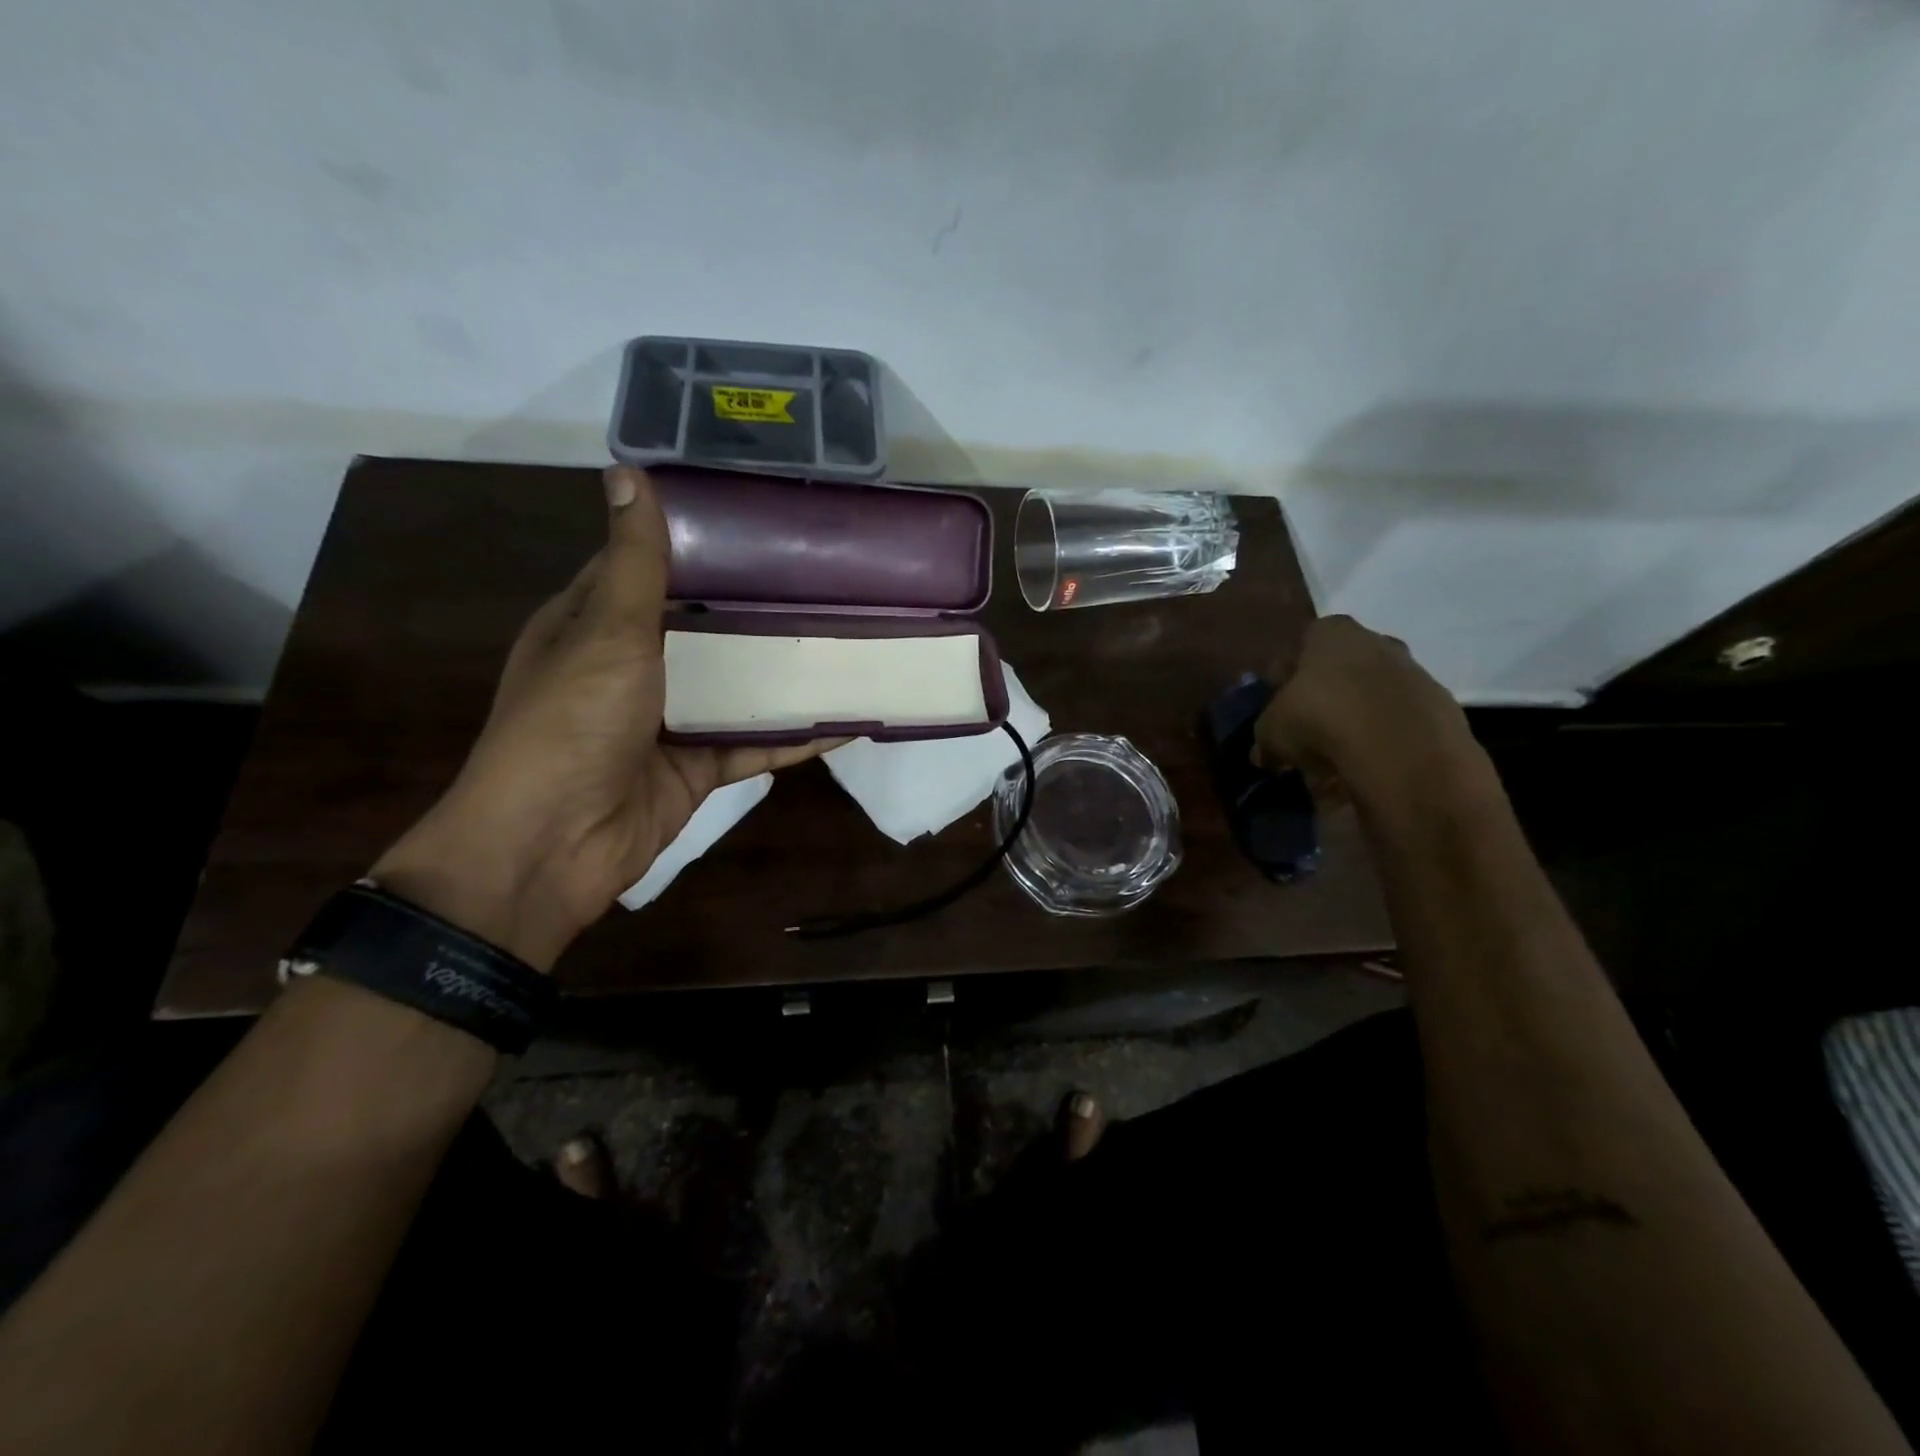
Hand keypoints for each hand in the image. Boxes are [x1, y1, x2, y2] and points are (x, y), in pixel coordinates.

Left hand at [372, 467, 833, 969]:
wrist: (553, 846)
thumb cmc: (571, 724)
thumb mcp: (605, 633)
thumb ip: (634, 565)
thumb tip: (628, 472)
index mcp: (593, 625)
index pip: (648, 568)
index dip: (698, 543)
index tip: (762, 523)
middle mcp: (631, 668)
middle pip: (702, 629)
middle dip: (754, 608)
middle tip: (824, 578)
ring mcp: (667, 722)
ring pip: (734, 688)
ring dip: (780, 671)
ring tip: (842, 637)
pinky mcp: (697, 768)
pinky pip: (754, 744)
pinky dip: (794, 735)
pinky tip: (844, 719)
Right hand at [1253, 615, 1487, 813]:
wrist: (1402, 750)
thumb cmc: (1321, 720)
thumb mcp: (1272, 731)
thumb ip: (1266, 737)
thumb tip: (1265, 753)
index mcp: (1330, 632)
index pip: (1298, 647)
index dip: (1283, 679)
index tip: (1277, 708)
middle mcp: (1375, 640)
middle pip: (1340, 668)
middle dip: (1323, 696)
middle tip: (1306, 730)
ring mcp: (1413, 671)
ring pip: (1371, 694)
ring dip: (1354, 719)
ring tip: (1336, 755)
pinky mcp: (1440, 706)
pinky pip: (1399, 720)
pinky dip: (1383, 738)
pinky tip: (1367, 763)